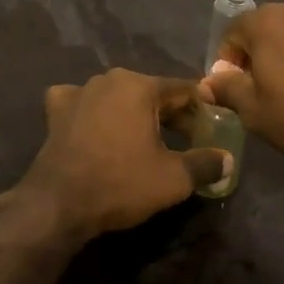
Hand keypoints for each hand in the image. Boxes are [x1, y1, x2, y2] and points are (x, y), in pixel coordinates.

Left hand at [16, 69, 230, 239]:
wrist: (58, 204)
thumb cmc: (121, 183)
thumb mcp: (173, 179)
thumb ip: (205, 164)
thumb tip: (228, 160)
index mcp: (139, 86)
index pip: (182, 89)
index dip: (202, 106)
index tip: (214, 123)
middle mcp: (109, 79)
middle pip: (150, 91)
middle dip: (171, 112)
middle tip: (188, 136)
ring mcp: (78, 92)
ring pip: (117, 96)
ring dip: (134, 112)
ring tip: (146, 137)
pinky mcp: (56, 111)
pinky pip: (82, 103)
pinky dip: (92, 111)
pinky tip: (95, 125)